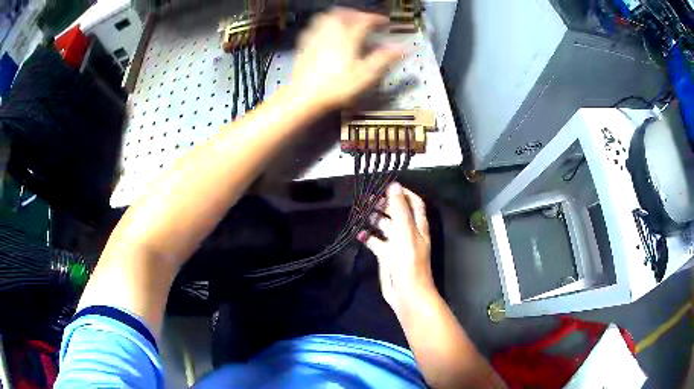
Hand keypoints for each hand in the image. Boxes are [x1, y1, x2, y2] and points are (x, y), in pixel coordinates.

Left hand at [291, 7, 401, 108]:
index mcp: (348, 37)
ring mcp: (315, 36)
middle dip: (357, 13)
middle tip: (365, 20)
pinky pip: (314, 25)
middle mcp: (331, 31)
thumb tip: (402, 48)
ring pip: (326, 16)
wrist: (304, 96)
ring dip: (339, 15)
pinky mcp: (304, 44)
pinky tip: (326, 32)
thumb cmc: (338, 86)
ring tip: (347, 22)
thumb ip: (383, 58)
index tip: (385, 22)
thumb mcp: (365, 75)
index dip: (376, 19)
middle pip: (343, 13)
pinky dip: (324, 24)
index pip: (364, 20)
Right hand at [359, 183, 435, 315]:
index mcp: (417, 225)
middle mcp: (408, 232)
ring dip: (375, 218)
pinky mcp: (386, 256)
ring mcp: (397, 244)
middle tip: (368, 198)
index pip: (414, 203)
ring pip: (385, 226)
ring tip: (361, 211)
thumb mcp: (405, 232)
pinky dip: (368, 237)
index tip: (387, 186)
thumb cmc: (409, 260)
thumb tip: (394, 185)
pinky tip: (359, 233)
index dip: (403, 193)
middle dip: (385, 204)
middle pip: (397, 212)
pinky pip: (376, 242)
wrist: (407, 292)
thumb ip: (399, 209)